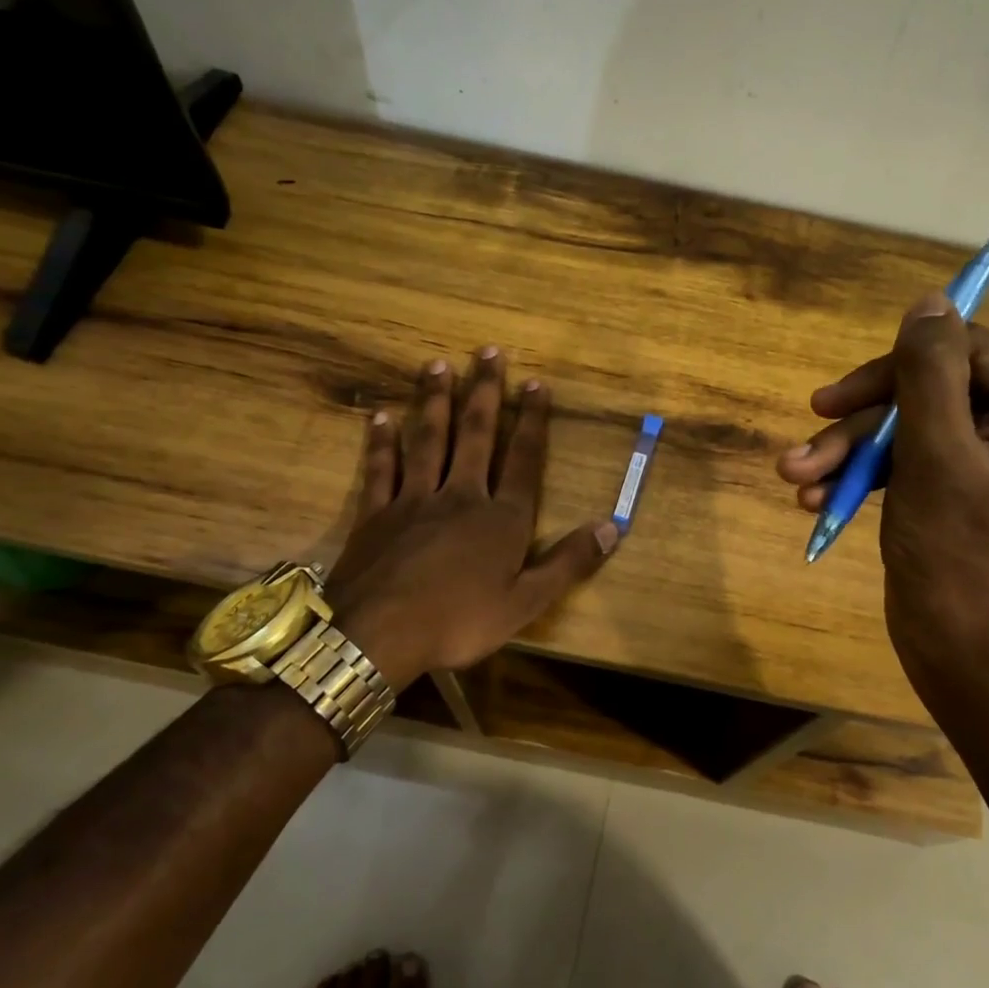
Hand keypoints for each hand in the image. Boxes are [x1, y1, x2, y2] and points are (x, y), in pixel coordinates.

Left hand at [325, 348, 617, 689]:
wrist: (377, 636)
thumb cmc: (458, 622)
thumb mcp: (525, 603)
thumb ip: (568, 563)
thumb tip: (612, 527)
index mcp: (501, 519)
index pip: (523, 460)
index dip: (532, 420)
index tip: (535, 382)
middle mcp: (460, 497)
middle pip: (475, 435)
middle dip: (484, 392)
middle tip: (487, 351)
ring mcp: (414, 501)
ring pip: (428, 440)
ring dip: (435, 402)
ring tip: (438, 365)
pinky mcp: (376, 514)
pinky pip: (381, 469)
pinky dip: (382, 442)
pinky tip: (380, 417)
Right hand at [776, 206, 988, 693]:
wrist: (966, 663)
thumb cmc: (969, 568)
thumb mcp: (939, 463)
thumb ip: (931, 375)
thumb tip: (927, 306)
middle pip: (964, 356)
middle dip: (883, 387)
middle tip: (821, 413)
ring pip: (923, 402)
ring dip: (857, 434)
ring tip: (800, 471)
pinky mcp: (960, 475)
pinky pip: (912, 444)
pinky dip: (865, 463)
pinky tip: (816, 495)